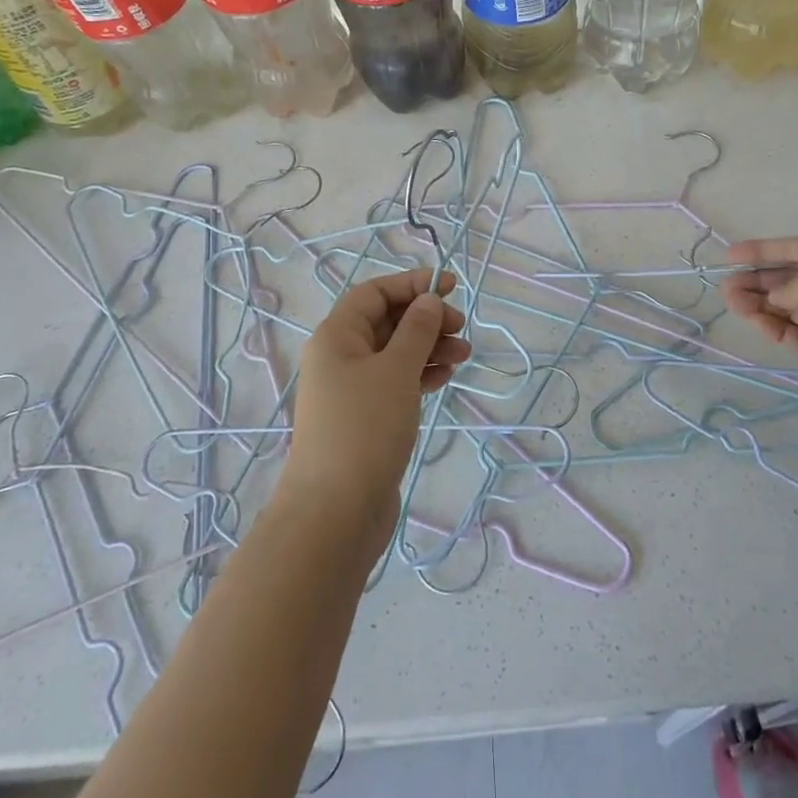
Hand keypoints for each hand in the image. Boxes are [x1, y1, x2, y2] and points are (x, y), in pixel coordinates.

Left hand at [285, 269, 469, 529]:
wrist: (335, 514)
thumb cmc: (364, 428)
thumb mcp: (396, 370)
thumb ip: (417, 330)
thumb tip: (428, 300)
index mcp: (336, 336)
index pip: (374, 293)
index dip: (411, 284)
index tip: (450, 287)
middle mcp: (340, 358)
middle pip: (386, 322)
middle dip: (425, 319)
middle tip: (461, 328)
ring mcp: (351, 391)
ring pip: (395, 353)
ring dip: (429, 347)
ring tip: (463, 355)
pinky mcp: (365, 419)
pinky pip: (396, 382)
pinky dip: (420, 375)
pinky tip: (444, 377)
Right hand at [723, 238, 797, 394]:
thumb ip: (793, 285)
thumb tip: (775, 298)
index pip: (792, 249)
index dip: (760, 251)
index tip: (728, 255)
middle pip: (785, 280)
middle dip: (755, 282)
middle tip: (726, 289)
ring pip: (787, 308)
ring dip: (761, 306)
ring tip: (735, 307)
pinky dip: (778, 330)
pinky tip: (761, 326)